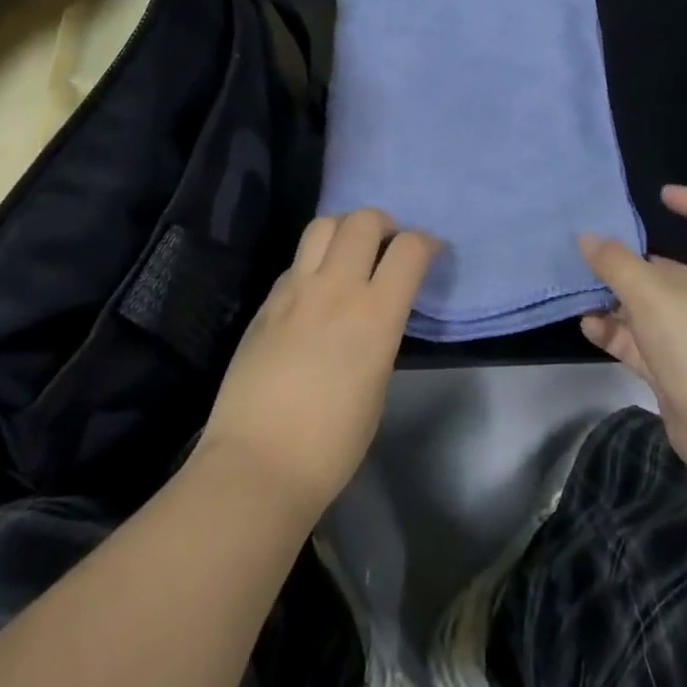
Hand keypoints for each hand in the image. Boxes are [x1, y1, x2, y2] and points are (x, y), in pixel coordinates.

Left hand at [198, 209, 437, 522]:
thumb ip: (379, 333)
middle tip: (386, 248)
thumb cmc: (331, 445)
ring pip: (323, 224)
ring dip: (344, 230)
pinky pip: (296, 261)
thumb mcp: (377, 384)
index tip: (429, 254)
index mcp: (375, 315)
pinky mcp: (266, 302)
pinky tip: (314, 290)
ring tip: (349, 254)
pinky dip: (313, 262)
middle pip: (364, 220)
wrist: (257, 466)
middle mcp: (337, 289)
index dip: (426, 243)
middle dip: (384, 225)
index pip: (410, 248)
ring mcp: (296, 290)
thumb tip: (374, 312)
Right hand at [580, 186, 686, 482]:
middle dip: (634, 260)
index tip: (662, 196)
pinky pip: (641, 343)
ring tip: (582, 291)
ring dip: (618, 299)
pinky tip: (588, 328)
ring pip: (650, 307)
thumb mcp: (650, 293)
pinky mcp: (677, 371)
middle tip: (596, 254)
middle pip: (672, 268)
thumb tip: (587, 237)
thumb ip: (614, 263)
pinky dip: (616, 333)